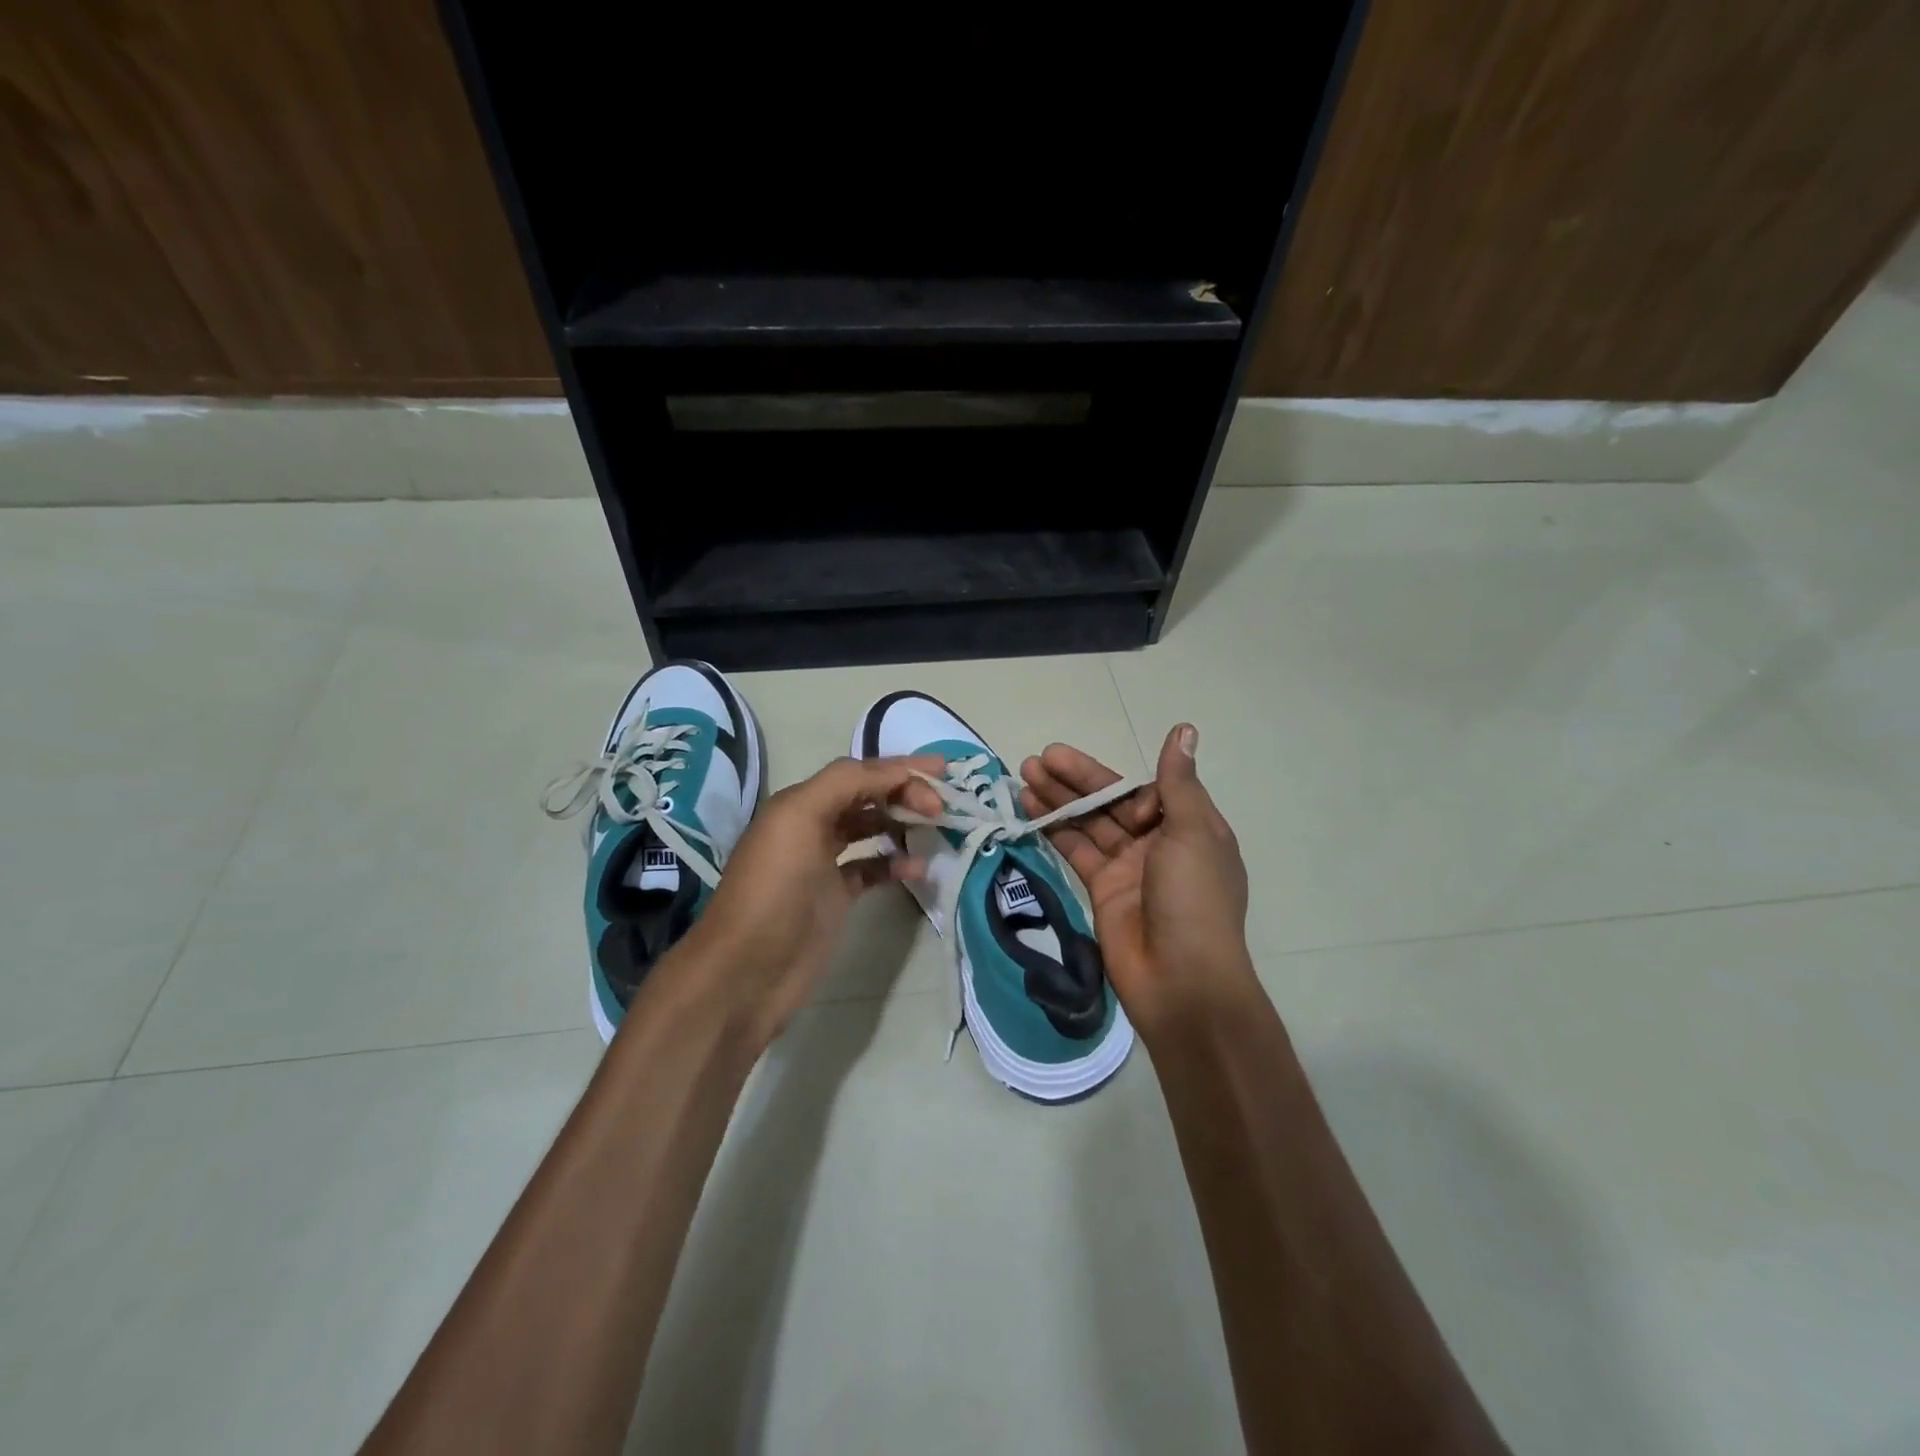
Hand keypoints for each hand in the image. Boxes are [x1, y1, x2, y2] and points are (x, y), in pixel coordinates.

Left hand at [684, 755, 944, 1045]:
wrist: (747, 971)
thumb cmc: (774, 890)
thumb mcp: (799, 820)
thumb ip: (844, 784)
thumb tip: (894, 772)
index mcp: (800, 803)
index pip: (858, 773)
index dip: (899, 768)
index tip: (943, 772)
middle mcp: (811, 827)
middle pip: (866, 797)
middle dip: (904, 793)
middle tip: (942, 806)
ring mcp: (823, 864)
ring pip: (870, 830)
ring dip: (901, 824)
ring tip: (936, 829)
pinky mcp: (834, 898)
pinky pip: (872, 869)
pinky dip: (894, 864)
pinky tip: (917, 869)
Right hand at [1020, 725, 1257, 1038]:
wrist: (1181, 980)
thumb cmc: (1194, 899)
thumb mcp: (1194, 833)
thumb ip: (1178, 782)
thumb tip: (1185, 728)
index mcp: (1189, 828)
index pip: (1145, 790)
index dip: (1117, 783)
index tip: (1101, 786)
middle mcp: (1158, 844)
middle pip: (1112, 802)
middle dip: (1076, 780)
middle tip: (1039, 757)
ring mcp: (1128, 868)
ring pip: (1088, 824)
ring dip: (1058, 800)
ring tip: (1023, 773)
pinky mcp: (1101, 890)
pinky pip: (1075, 851)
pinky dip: (1053, 830)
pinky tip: (1028, 809)